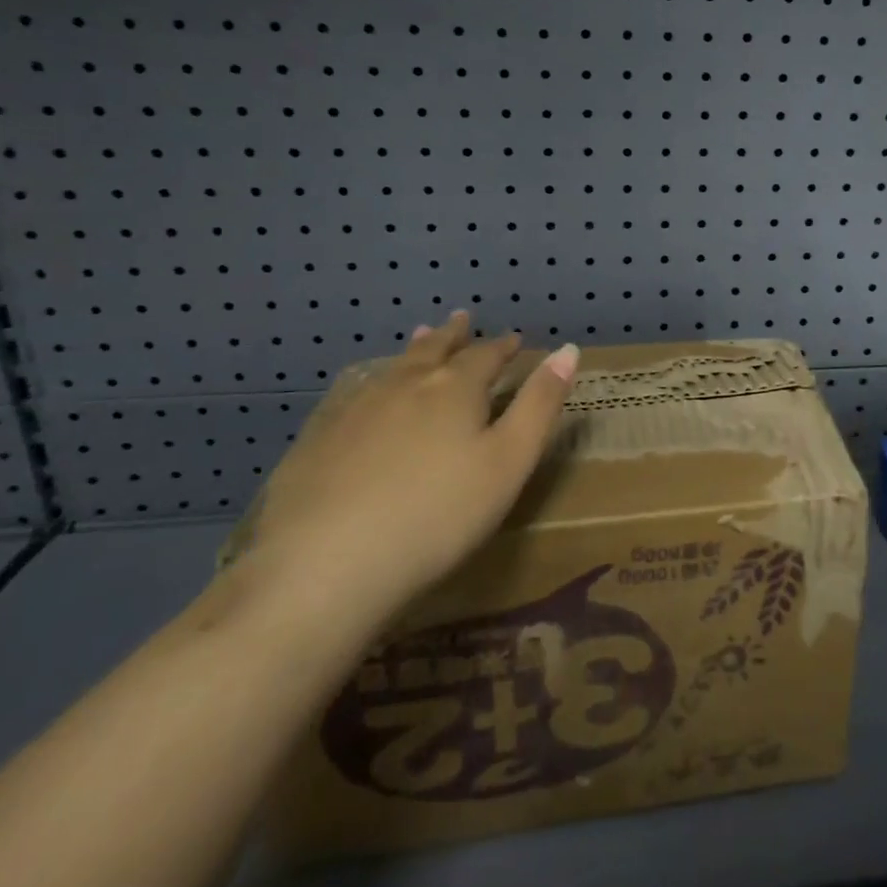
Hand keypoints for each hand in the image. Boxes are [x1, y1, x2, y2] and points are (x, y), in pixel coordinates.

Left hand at [230, 311, 578, 640]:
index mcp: (454, 388)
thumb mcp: (509, 462)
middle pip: (435, 350)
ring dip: (415, 350)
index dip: (503, 346)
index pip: (486, 355)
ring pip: (394, 368)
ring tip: (422, 336)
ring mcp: (356, 410)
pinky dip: (375, 384)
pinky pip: (356, 395)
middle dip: (453, 335)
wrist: (324, 567)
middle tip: (462, 318)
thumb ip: (540, 404)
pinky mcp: (318, 440)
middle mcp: (405, 385)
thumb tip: (568, 350)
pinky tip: (368, 395)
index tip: (514, 339)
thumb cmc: (438, 515)